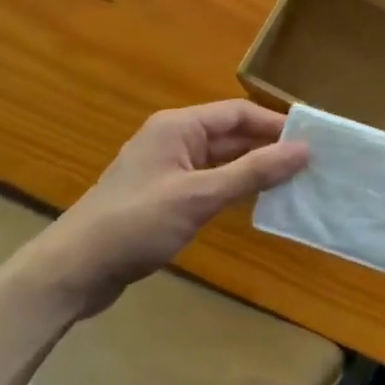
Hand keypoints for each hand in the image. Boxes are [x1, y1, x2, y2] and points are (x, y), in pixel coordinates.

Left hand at [14, 102, 307, 320]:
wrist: (73, 271)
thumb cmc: (136, 223)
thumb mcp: (199, 196)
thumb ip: (252, 172)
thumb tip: (303, 150)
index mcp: (178, 127)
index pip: (237, 113)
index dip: (274, 124)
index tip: (311, 141)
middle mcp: (174, 140)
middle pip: (230, 135)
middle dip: (267, 148)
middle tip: (309, 166)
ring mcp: (167, 169)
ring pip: (221, 161)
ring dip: (252, 170)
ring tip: (293, 184)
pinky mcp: (163, 197)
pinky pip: (208, 183)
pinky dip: (233, 189)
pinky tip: (256, 204)